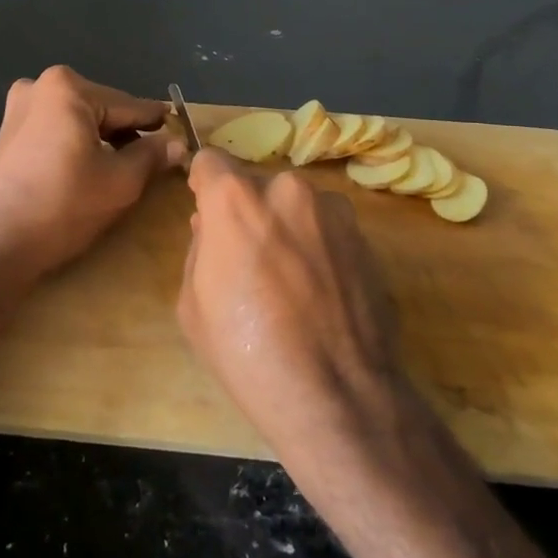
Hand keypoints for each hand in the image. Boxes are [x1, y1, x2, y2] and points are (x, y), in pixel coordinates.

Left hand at [0, 66, 185, 281]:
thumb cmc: (63, 206)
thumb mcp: (120, 181)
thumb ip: (152, 155)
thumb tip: (178, 143)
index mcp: (68, 88)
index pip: (129, 106)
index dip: (157, 125)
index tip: (182, 131)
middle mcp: (39, 86)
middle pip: (102, 109)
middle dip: (127, 132)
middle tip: (156, 157)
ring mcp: (17, 108)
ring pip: (78, 120)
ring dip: (102, 139)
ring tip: (126, 166)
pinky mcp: (7, 132)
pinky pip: (56, 130)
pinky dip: (76, 144)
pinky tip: (90, 167)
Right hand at [178, 150, 411, 456]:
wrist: (336, 395)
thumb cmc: (247, 352)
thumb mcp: (193, 304)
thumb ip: (199, 249)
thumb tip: (212, 228)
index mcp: (235, 199)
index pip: (210, 161)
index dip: (203, 186)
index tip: (206, 211)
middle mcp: (286, 190)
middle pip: (255, 186)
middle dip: (247, 212)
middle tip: (248, 260)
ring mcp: (332, 210)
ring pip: (294, 206)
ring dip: (286, 226)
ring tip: (290, 281)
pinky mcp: (364, 236)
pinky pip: (326, 227)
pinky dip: (318, 246)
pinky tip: (319, 292)